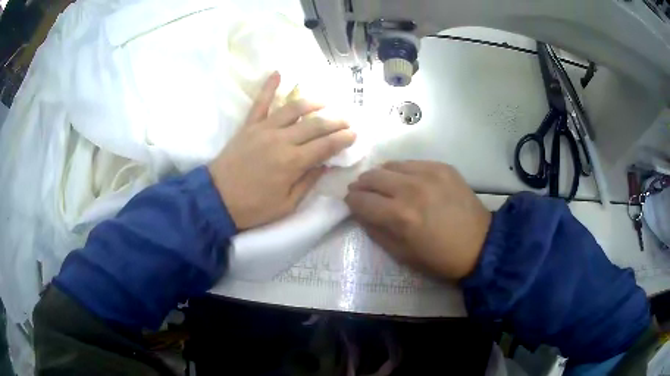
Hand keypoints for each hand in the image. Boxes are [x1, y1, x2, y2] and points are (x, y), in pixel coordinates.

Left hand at [209, 72, 355, 229]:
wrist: (217, 199)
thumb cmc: (253, 207)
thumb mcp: (287, 205)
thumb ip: (308, 182)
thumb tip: (326, 164)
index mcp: (293, 162)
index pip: (326, 145)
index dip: (343, 139)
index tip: (354, 134)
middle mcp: (282, 140)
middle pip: (315, 124)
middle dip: (335, 121)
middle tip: (346, 120)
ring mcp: (264, 129)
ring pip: (294, 109)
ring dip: (313, 103)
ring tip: (325, 102)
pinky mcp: (249, 126)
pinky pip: (260, 102)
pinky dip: (269, 87)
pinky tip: (278, 73)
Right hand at [345, 161, 490, 279]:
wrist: (480, 244)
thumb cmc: (439, 258)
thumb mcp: (402, 255)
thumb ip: (376, 231)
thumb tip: (360, 213)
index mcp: (400, 216)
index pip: (361, 200)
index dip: (351, 202)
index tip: (351, 203)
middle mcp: (411, 189)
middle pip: (372, 177)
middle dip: (361, 185)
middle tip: (362, 192)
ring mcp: (429, 174)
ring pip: (390, 165)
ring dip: (380, 175)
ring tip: (383, 184)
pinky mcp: (442, 167)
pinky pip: (412, 162)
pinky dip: (402, 171)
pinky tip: (406, 181)